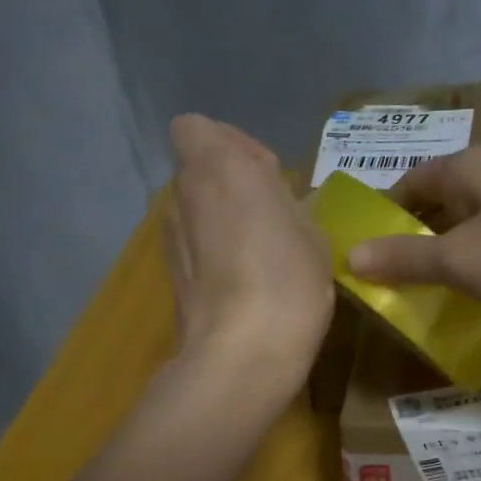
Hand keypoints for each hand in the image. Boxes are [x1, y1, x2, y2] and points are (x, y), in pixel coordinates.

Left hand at [163, 114, 332, 383]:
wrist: (242, 353)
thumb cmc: (288, 279)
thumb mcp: (311, 231)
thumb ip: (286, 201)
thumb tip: (273, 200)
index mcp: (219, 165)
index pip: (195, 127)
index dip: (230, 144)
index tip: (265, 175)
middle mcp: (183, 193)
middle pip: (198, 171)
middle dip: (229, 183)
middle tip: (270, 216)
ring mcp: (170, 237)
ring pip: (194, 210)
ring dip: (220, 219)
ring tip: (258, 254)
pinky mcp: (169, 276)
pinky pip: (193, 246)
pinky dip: (212, 253)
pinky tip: (242, 283)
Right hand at [347, 145, 480, 342]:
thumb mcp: (459, 259)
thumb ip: (404, 258)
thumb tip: (350, 256)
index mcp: (471, 167)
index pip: (410, 183)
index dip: (383, 217)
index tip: (362, 255)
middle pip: (439, 206)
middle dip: (412, 243)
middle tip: (384, 283)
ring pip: (470, 231)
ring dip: (445, 261)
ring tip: (419, 298)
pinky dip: (478, 272)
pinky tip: (468, 302)